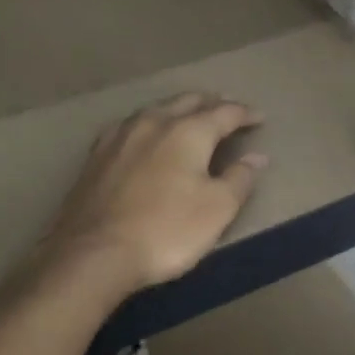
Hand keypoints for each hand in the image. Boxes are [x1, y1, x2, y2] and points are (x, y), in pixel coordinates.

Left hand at [41, 94, 265, 292]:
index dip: (245, 114)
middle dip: (211, 103)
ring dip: (178, 109)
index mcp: (188, 132)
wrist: (94, 253)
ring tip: (189, 115)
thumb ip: (239, 179)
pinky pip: (130, 126)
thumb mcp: (217, 209)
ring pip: (156, 109)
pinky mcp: (96, 155)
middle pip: (187, 101)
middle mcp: (153, 122)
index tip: (259, 117)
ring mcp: (120, 136)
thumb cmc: (166, 231)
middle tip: (227, 108)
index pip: (224, 113)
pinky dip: (149, 124)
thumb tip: (257, 157)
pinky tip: (145, 134)